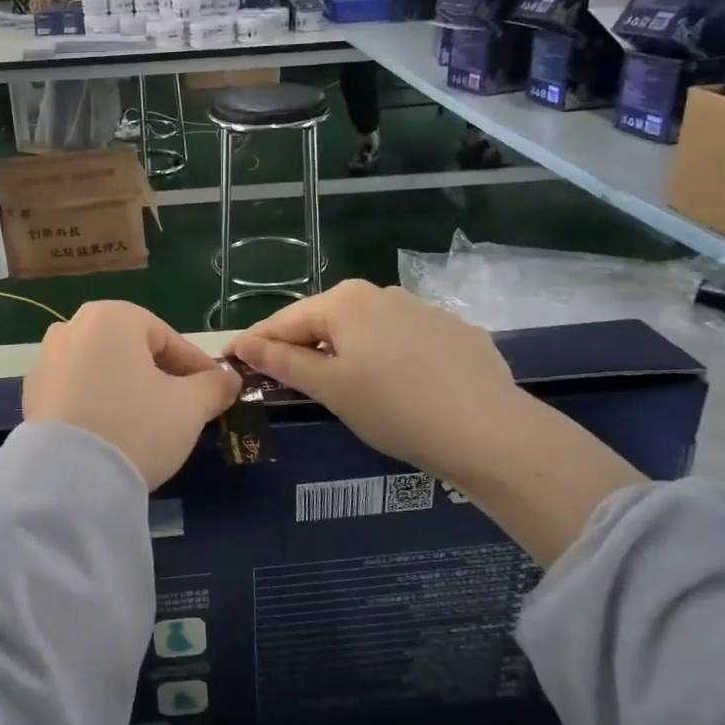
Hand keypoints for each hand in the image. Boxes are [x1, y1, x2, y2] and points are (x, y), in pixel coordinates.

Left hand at [23, 302, 240, 488]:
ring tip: (150, 423)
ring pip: (103, 370)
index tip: (218, 391)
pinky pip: (78, 391)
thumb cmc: (136, 426)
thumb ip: (214, 387)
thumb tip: (229, 380)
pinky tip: (114, 433)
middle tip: (186, 407)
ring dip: (129, 389)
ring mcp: (46, 361)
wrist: (68, 479)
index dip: (197, 367)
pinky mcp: (31, 395)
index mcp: (112, 316)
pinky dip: (99, 404)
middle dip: (162, 376)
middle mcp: (73, 327)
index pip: (168, 338)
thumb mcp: (189, 407)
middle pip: (132, 350)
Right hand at [229, 281, 534, 485]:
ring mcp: (423, 309)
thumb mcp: (330, 388)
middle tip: (285, 379)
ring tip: (344, 386)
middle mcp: (382, 293)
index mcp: (346, 301)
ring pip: (367, 329)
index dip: (257, 342)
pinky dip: (387, 357)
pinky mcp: (454, 332)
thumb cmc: (395, 408)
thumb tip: (245, 343)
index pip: (286, 320)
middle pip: (327, 320)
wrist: (491, 432)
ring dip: (346, 351)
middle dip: (303, 346)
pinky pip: (403, 340)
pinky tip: (397, 387)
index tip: (233, 359)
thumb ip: (283, 363)